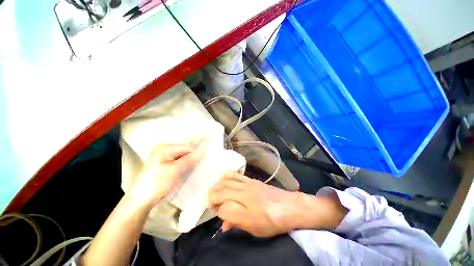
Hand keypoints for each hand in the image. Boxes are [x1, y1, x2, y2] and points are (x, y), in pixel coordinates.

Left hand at [129, 144, 202, 208]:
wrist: (141, 200)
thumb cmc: (157, 183)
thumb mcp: (175, 171)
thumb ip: (189, 160)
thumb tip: (202, 152)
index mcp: (164, 148)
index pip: (186, 147)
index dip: (196, 153)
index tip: (204, 160)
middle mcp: (164, 149)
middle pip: (184, 151)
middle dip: (192, 157)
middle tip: (200, 165)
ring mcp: (163, 156)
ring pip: (182, 156)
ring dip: (189, 162)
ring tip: (194, 168)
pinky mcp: (164, 163)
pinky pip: (178, 161)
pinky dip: (184, 165)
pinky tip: (187, 170)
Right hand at [208, 172, 300, 236]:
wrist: (289, 206)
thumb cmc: (273, 221)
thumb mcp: (255, 229)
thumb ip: (238, 224)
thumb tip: (224, 223)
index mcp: (247, 213)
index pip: (224, 209)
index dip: (218, 212)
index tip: (217, 214)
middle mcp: (245, 196)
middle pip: (223, 192)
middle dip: (212, 196)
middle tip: (208, 200)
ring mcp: (248, 185)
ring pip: (228, 182)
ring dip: (217, 185)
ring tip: (212, 189)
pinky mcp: (252, 180)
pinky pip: (237, 176)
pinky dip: (228, 175)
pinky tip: (222, 176)